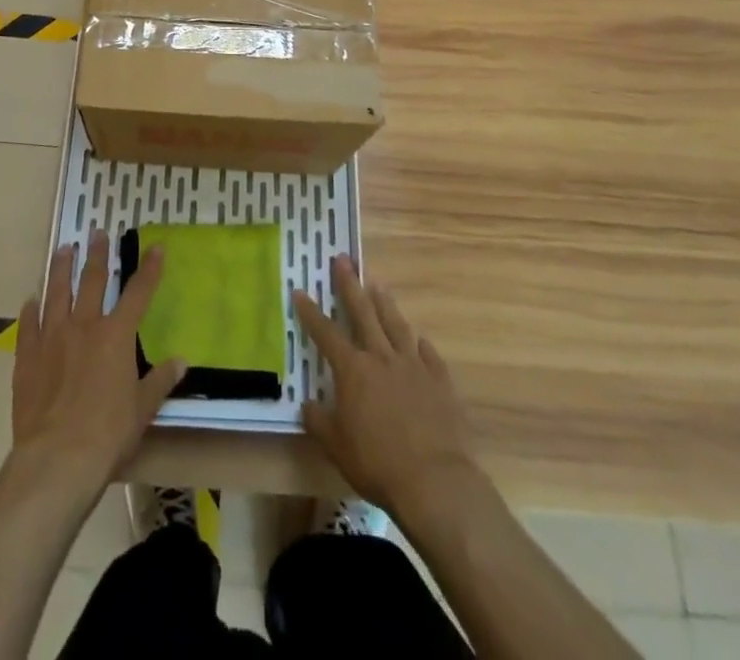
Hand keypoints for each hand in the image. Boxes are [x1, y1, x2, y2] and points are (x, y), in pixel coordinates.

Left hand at [10, 231, 185, 499]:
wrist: (57, 459)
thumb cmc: (108, 433)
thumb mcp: (143, 408)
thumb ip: (160, 381)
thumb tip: (180, 361)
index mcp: (116, 335)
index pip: (138, 292)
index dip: (149, 268)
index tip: (156, 246)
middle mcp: (84, 326)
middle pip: (92, 281)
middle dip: (97, 255)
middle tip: (97, 233)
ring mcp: (52, 339)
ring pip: (56, 293)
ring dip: (61, 269)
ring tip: (63, 249)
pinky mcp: (27, 358)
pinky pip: (28, 326)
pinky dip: (30, 310)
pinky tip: (30, 300)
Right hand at [294, 255, 477, 516]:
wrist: (435, 481)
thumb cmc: (378, 463)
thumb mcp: (336, 447)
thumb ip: (319, 422)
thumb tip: (308, 405)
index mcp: (353, 370)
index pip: (325, 333)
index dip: (311, 312)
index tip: (300, 290)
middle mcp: (381, 357)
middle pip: (363, 312)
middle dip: (350, 285)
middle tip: (343, 259)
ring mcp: (413, 365)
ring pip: (396, 325)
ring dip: (385, 303)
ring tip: (377, 284)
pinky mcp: (440, 380)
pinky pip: (428, 354)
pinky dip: (421, 345)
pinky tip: (420, 340)